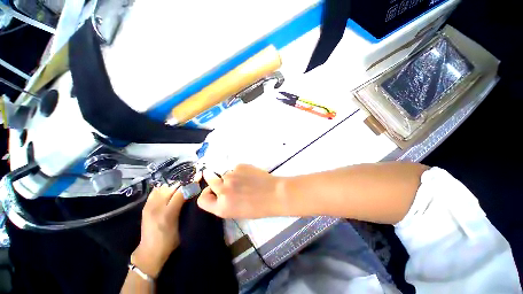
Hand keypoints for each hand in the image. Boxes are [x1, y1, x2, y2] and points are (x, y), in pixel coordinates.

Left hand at [131, 184, 185, 277]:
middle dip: (183, 181)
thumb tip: (193, 193)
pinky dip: (164, 187)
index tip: (198, 176)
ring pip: (163, 187)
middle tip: (191, 178)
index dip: (190, 183)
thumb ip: (186, 209)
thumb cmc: (170, 241)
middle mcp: (157, 207)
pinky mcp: (145, 206)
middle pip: (171, 187)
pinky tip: (170, 187)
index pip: (181, 193)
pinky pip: (155, 191)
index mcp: (168, 214)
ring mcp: (149, 206)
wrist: (150, 252)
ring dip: (173, 183)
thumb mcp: (182, 226)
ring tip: (182, 182)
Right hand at [197, 164, 286, 218]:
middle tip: (229, 183)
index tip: (212, 191)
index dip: (206, 194)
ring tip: (244, 180)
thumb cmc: (258, 207)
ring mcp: (230, 176)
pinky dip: (240, 171)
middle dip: (216, 181)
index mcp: (221, 207)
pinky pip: (235, 168)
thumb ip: (224, 203)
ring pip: (225, 173)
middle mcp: (222, 190)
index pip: (202, 200)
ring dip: (230, 176)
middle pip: (210, 180)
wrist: (274, 193)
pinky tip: (250, 175)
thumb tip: (218, 191)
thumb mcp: (237, 212)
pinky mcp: (239, 166)